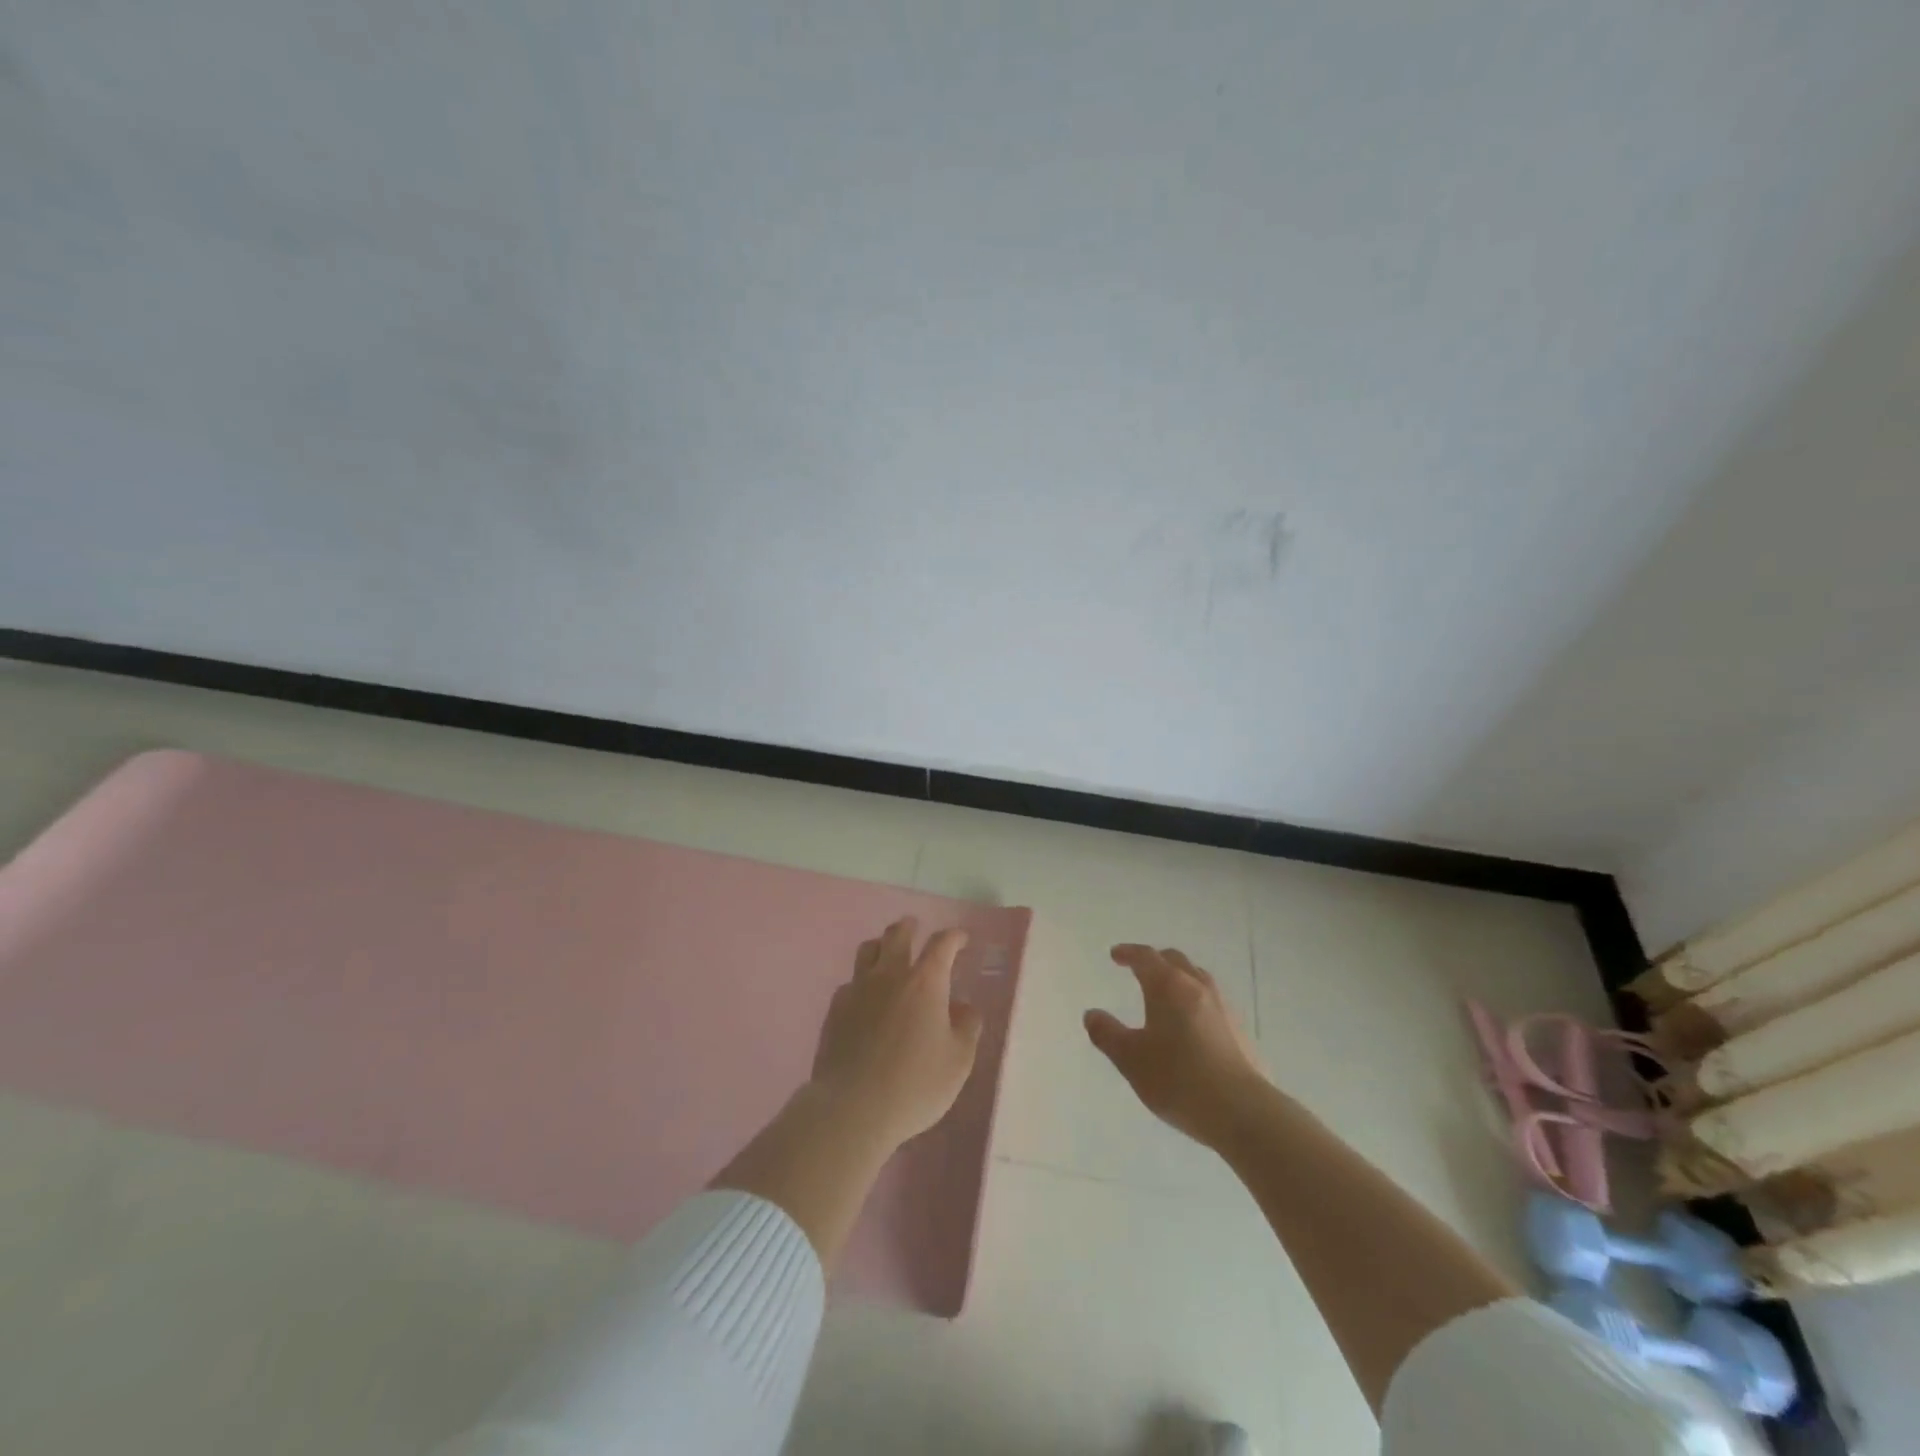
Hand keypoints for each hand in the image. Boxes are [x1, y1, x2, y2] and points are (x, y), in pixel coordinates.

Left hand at [808, 917, 983, 1153]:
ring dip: (881, 945)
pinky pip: (850, 981)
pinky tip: (865, 997)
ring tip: (887, 952)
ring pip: (868, 950)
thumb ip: (967, 1028)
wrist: (852, 1108)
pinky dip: (862, 981)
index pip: (942, 944)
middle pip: (897, 935)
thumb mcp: (958, 1062)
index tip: (961, 939)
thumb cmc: (915, 1084)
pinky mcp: (835, 1009)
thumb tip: (964, 1008)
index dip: (953, 937)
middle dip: (909, 927)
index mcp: (925, 982)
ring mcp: (858, 989)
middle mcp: (890, 975)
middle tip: (915, 927)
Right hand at [1084, 944, 1268, 1149]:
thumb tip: (1092, 1014)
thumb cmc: (1178, 1079)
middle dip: (1155, 960)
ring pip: (1198, 978)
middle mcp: (1197, 987)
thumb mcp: (1131, 1059)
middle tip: (1140, 968)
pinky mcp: (1240, 1031)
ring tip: (1167, 993)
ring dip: (1179, 977)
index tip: (1115, 955)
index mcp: (1168, 986)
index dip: (1128, 953)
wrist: (1242, 1111)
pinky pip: (1213, 1002)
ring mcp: (1223, 1008)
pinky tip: (1192, 1024)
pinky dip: (1195, 1000)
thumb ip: (1107, 1034)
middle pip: (1175, 960)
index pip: (1146, 957)